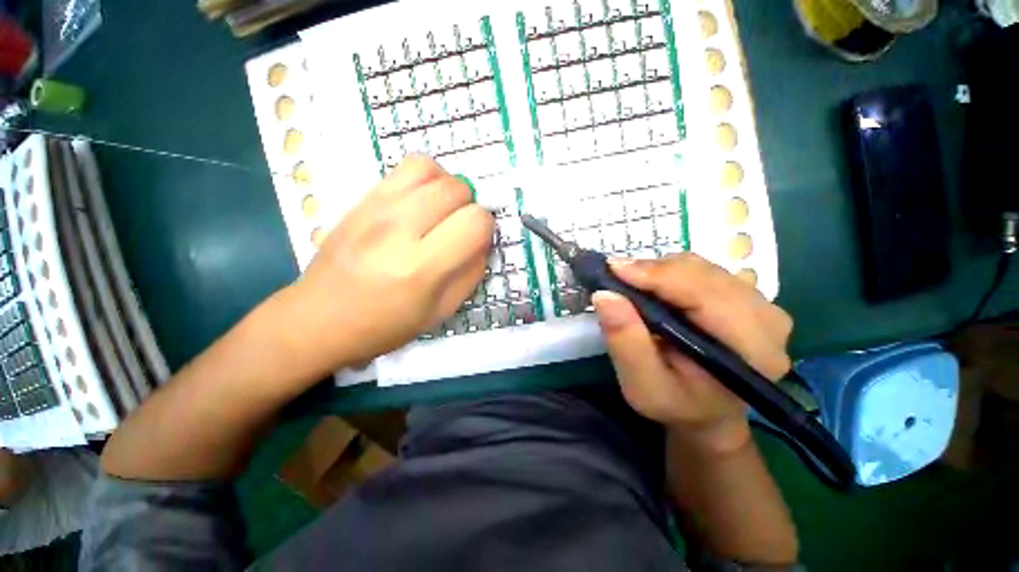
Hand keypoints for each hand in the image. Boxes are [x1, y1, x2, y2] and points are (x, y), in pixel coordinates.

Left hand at [276, 157, 493, 375]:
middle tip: (459, 228)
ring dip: (448, 186)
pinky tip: (421, 201)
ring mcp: (375, 208)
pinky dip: (425, 178)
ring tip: (442, 209)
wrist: (319, 319)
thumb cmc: (385, 325)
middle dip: (469, 206)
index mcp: (421, 268)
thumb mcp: (441, 311)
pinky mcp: (361, 199)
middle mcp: (398, 230)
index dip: (485, 228)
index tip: (476, 241)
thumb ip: (471, 273)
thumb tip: (483, 240)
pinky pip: (405, 167)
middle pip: (456, 189)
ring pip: (430, 169)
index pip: (474, 222)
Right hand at [591, 254, 792, 452]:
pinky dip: (670, 273)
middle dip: (653, 271)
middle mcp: (768, 320)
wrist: (707, 413)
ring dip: (660, 271)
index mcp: (752, 350)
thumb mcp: (642, 386)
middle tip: (615, 277)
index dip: (657, 275)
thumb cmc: (675, 405)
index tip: (614, 270)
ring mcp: (761, 304)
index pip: (706, 294)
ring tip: (631, 285)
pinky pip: (703, 270)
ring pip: (702, 267)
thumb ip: (625, 342)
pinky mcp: (747, 297)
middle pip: (704, 274)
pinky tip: (653, 288)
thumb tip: (605, 295)